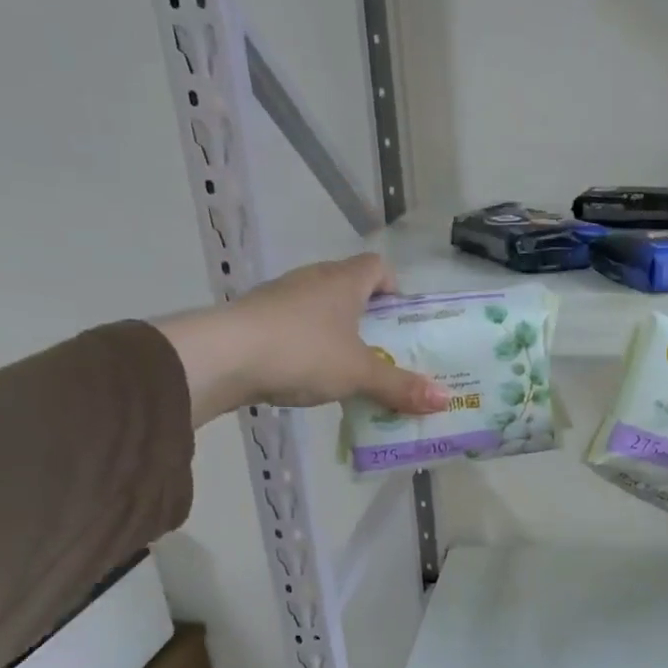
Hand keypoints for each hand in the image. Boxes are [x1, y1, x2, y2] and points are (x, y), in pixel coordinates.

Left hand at [155, 253, 451, 425]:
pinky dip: (307, 345)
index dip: (394, 288)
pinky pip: (294, 326)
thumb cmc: (303, 352)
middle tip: (384, 351)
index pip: (377, 266)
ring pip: (320, 308)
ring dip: (337, 332)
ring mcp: (280, 297)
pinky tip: (308, 375)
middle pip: (349, 288)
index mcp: (344, 281)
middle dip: (369, 317)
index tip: (400, 321)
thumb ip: (401, 387)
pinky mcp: (255, 318)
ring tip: (349, 368)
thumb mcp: (360, 374)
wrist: (222, 357)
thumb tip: (445, 400)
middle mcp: (312, 279)